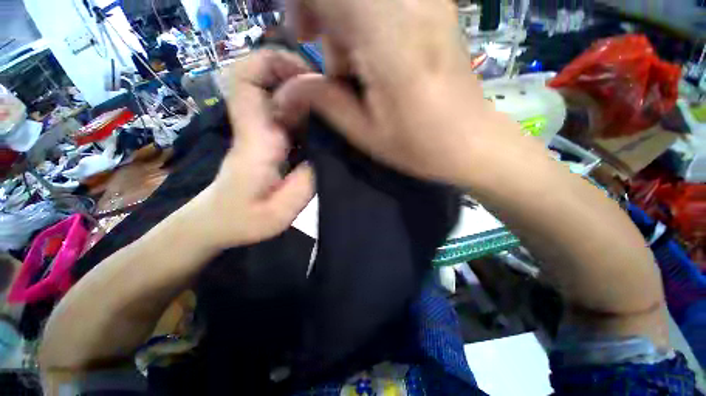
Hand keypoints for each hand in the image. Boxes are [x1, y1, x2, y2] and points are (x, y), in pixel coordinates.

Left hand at [189, 50, 314, 250]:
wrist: (216, 222)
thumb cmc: (241, 221)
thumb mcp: (277, 213)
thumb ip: (303, 186)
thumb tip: (322, 158)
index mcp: (255, 140)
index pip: (247, 80)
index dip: (273, 62)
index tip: (308, 74)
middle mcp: (255, 127)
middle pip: (265, 77)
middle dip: (300, 75)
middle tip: (333, 97)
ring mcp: (260, 131)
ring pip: (279, 93)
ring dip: (306, 93)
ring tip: (333, 112)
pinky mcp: (267, 139)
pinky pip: (287, 114)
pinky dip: (306, 112)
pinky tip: (324, 129)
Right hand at [280, 0, 517, 185]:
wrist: (470, 141)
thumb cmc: (418, 145)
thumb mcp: (365, 133)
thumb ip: (324, 102)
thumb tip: (286, 89)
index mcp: (386, 37)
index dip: (304, 3)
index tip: (302, 33)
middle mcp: (409, 3)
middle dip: (323, 9)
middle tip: (326, 52)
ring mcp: (428, 0)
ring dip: (347, 20)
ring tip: (356, 68)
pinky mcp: (435, 7)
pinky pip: (385, 2)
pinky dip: (366, 17)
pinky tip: (373, 51)